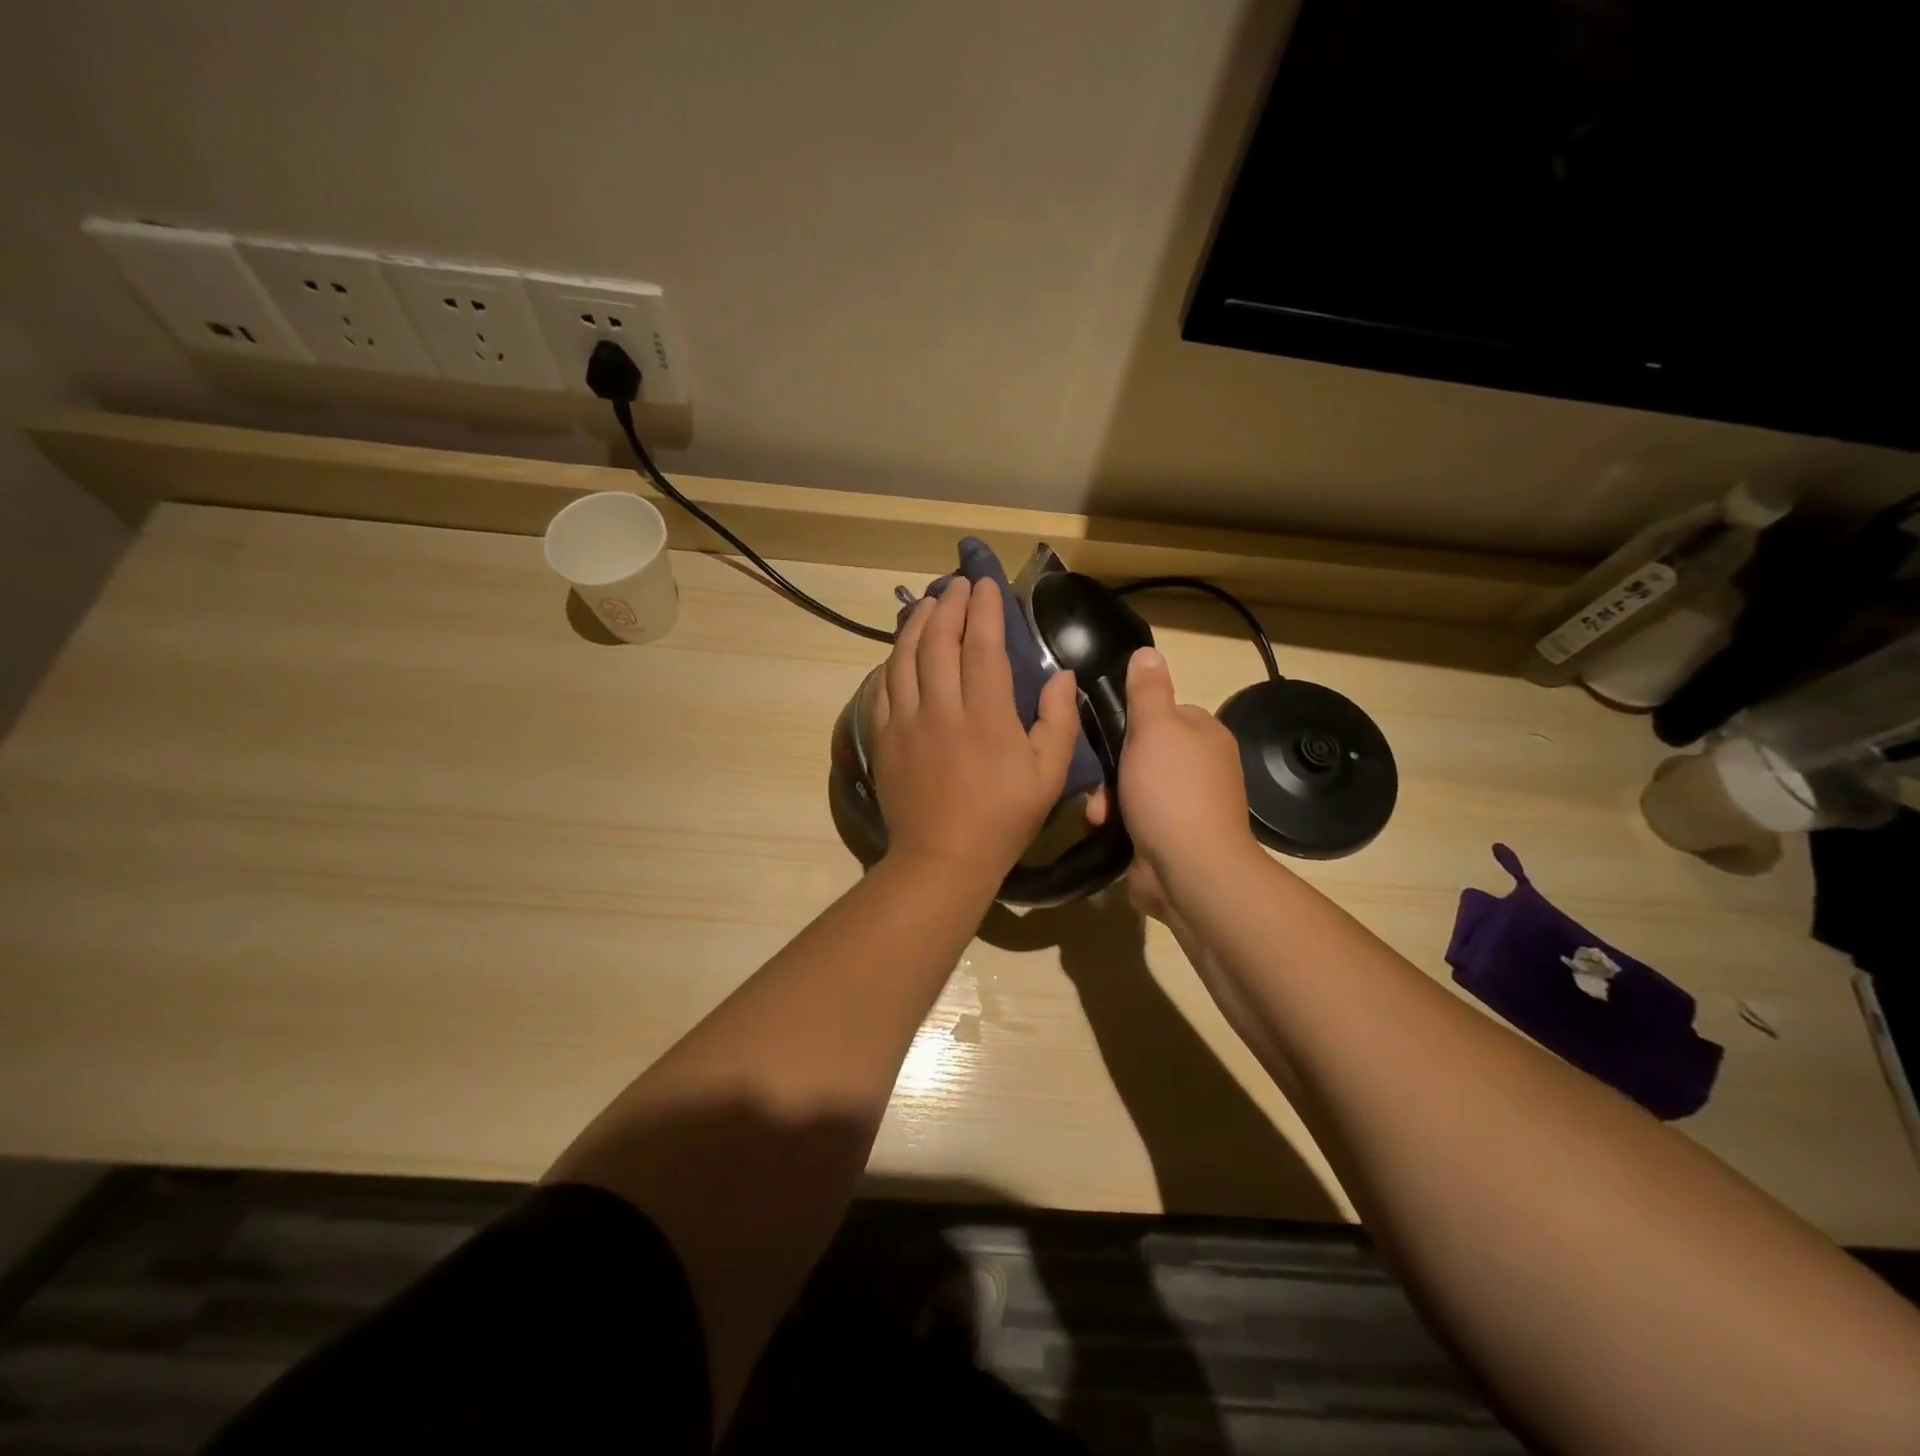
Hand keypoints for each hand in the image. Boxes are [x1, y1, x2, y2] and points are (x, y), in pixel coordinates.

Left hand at [872, 577, 1081, 884]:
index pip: (982, 647)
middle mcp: (941, 710)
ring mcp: (905, 723)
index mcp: (986, 717)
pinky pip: (883, 688)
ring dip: (917, 624)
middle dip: (949, 606)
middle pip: (939, 643)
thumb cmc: (1002, 820)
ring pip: (905, 658)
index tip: (987, 584)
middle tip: (957, 584)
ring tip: (928, 603)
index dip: (985, 610)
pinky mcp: (883, 739)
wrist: (941, 860)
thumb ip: (1058, 722)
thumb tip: (1060, 675)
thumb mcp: (1049, 777)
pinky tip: (900, 650)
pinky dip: (892, 661)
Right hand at [1087, 647, 1257, 919]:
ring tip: (1098, 815)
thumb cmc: (1171, 791)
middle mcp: (1202, 768)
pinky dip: (1118, 825)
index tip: (1105, 736)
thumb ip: (1147, 691)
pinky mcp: (1173, 840)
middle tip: (1097, 783)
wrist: (1190, 871)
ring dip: (1109, 800)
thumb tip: (1148, 652)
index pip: (1163, 714)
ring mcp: (1189, 807)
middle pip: (1144, 754)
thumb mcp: (1155, 728)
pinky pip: (1136, 821)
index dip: (1131, 723)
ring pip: (1134, 789)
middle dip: (1114, 769)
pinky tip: (1104, 832)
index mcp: (1205, 735)